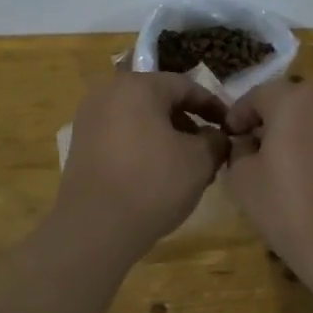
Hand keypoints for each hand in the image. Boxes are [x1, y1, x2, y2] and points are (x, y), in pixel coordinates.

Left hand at [52, 73, 229, 259]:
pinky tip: (158, 174)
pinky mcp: (81, 145)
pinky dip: (143, 147)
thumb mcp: (200, 161)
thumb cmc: (152, 183)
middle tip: (210, 149)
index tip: (231, 126)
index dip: (213, 106)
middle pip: (160, 101)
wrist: (95, 227)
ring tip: (187, 167)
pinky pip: (121, 136)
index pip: (186, 86)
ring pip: (140, 120)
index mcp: (138, 86)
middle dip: (189, 124)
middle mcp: (108, 93)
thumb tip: (216, 137)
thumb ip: (216, 140)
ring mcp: (89, 118)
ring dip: (167, 137)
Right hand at [225, 80, 312, 284]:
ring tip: (279, 163)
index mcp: (293, 100)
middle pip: (289, 102)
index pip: (257, 95)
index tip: (229, 136)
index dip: (238, 115)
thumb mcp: (242, 178)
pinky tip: (307, 176)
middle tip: (251, 148)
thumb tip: (246, 143)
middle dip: (268, 120)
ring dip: (294, 133)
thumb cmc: (286, 206)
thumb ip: (238, 150)